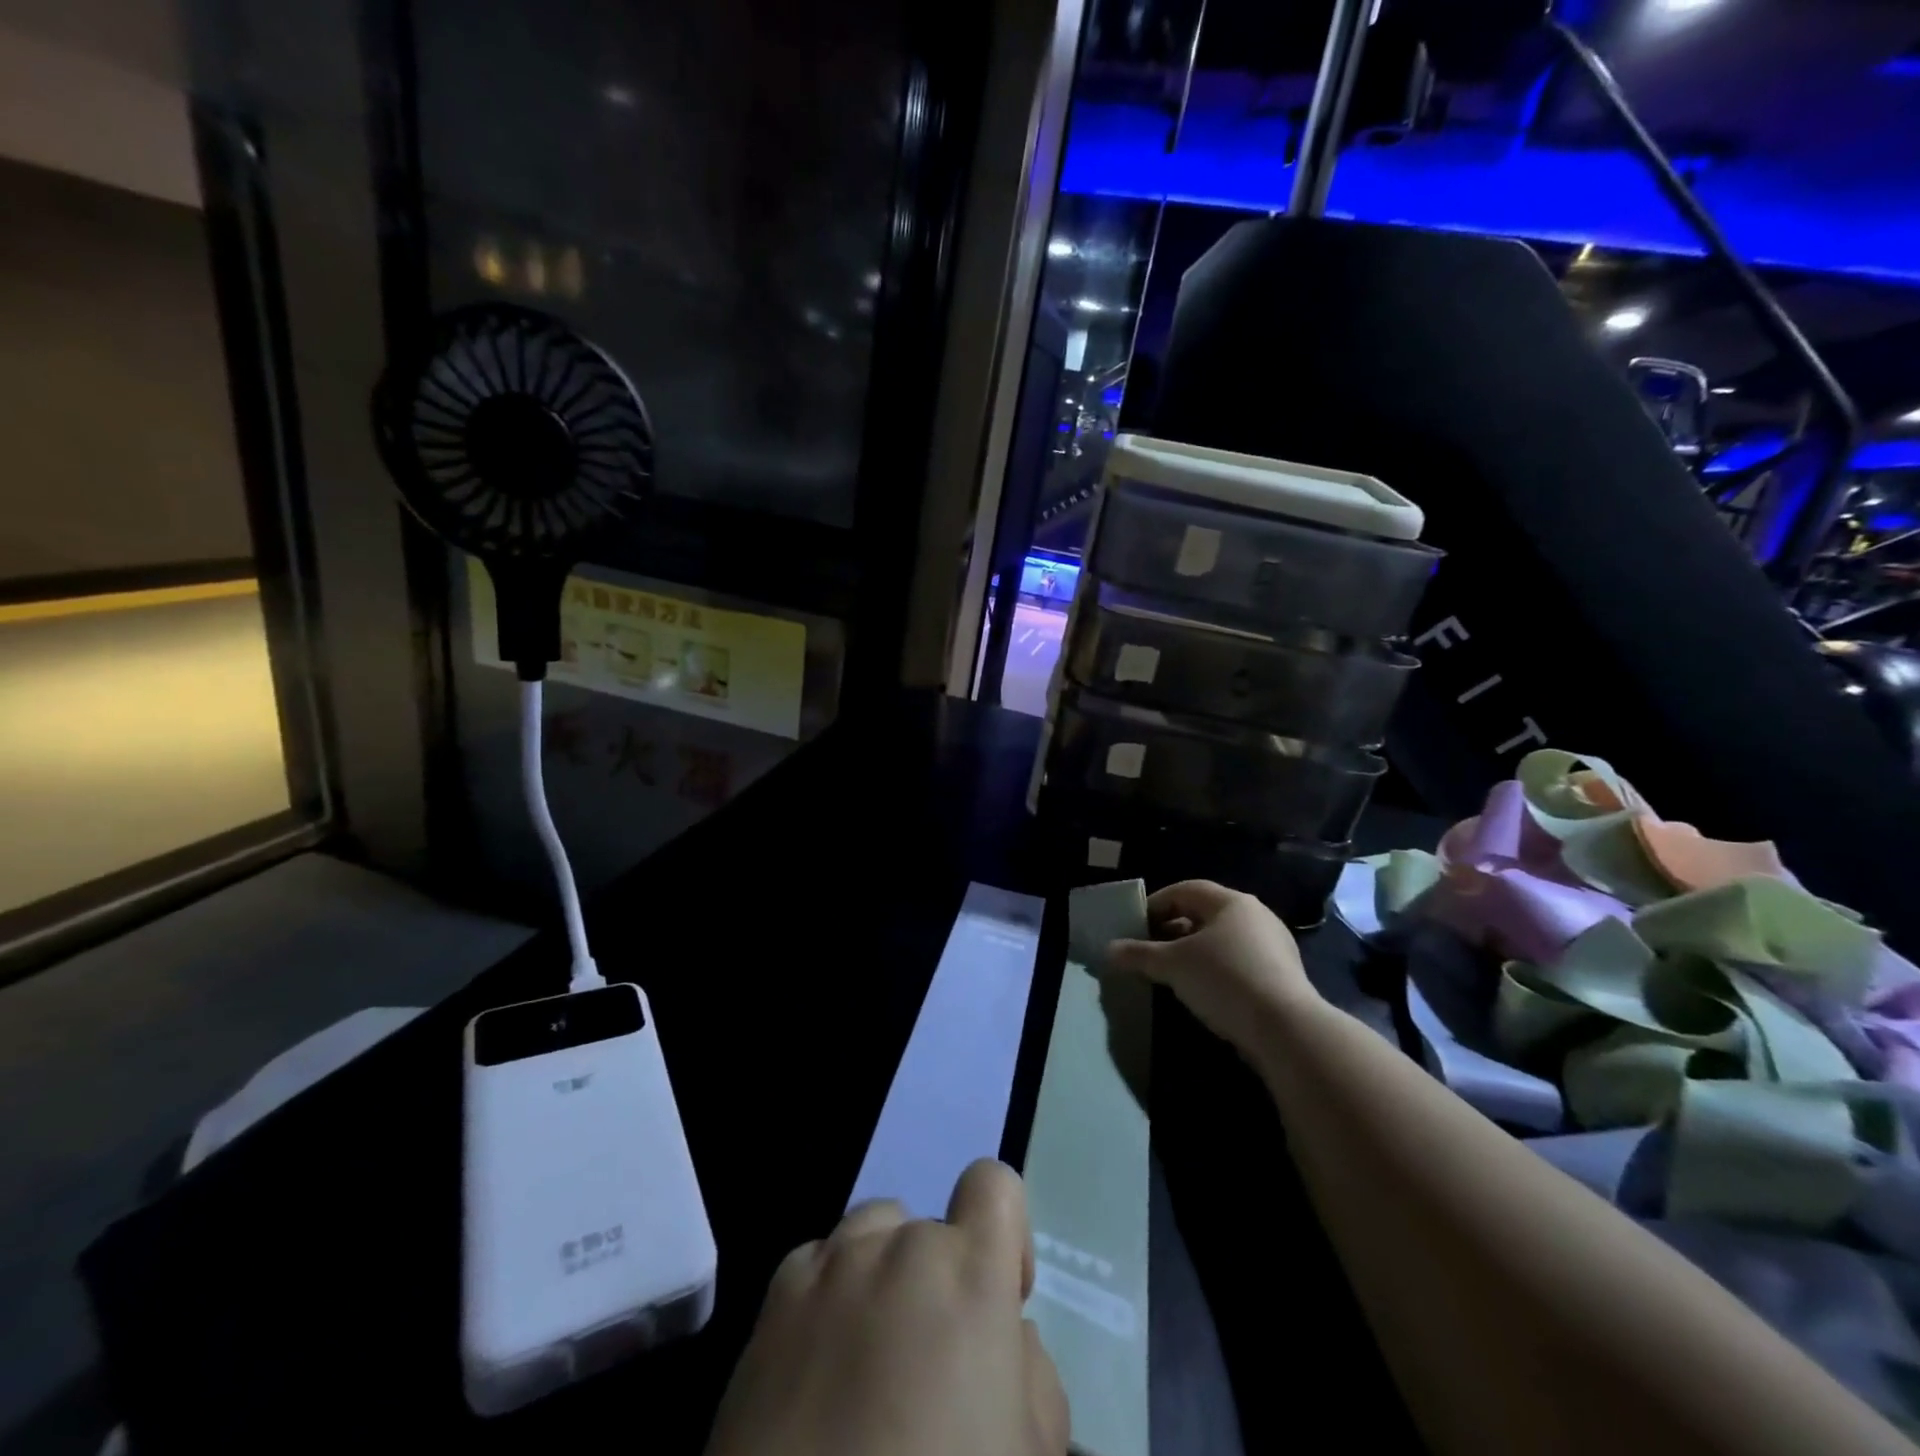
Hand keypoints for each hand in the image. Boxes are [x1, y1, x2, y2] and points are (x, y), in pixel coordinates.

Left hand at [704, 1159, 1067, 1455]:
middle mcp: (899, 1245)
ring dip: (882, 1277)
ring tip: (870, 1360)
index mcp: (969, 1271)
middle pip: (929, 1229)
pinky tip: (819, 1371)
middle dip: (937, 1282)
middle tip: (927, 1366)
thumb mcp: (1029, 1449)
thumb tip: (1005, 1336)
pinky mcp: (773, 1297)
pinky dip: (828, 1298)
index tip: (999, 1298)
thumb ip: (1032, 1369)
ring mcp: (830, 1264)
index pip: (994, 1183)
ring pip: (873, 1235)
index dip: (1005, 1235)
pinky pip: (818, 1264)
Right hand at [1106, 880, 1317, 1051]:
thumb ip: (1138, 954)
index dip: (1156, 904)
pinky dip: (1215, 970)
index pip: (1185, 890)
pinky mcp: (1283, 976)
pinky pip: (1239, 962)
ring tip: (1171, 973)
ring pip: (1222, 940)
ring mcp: (1274, 946)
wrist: (1286, 1030)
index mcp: (1231, 902)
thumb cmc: (1224, 980)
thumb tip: (1108, 950)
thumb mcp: (1172, 965)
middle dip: (1173, 930)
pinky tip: (1202, 992)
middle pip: (1204, 914)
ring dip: (1193, 952)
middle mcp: (1256, 916)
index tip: (1135, 926)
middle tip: (1149, 950)